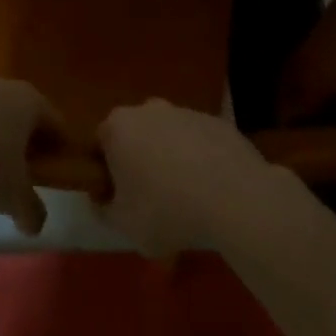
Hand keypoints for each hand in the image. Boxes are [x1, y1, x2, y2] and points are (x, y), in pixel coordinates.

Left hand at [0, 76, 62, 235]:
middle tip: (24, 166)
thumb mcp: (14, 196)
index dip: (60, 145)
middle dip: (25, 137)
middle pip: (23, 111)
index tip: (58, 165)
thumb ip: (31, 210)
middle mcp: (5, 84)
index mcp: (31, 102)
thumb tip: (36, 224)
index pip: (56, 122)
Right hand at [96, 100, 278, 255]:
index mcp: (118, 127)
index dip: (106, 172)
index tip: (119, 199)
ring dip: (170, 160)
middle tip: (151, 200)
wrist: (234, 198)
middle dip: (139, 162)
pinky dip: (200, 160)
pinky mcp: (215, 121)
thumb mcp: (125, 226)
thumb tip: (101, 200)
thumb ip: (104, 211)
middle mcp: (147, 109)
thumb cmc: (168, 210)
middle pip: (135, 136)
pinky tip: (212, 191)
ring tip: (187, 200)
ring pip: (168, 137)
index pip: (101, 144)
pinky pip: (198, 142)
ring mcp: (184, 111)